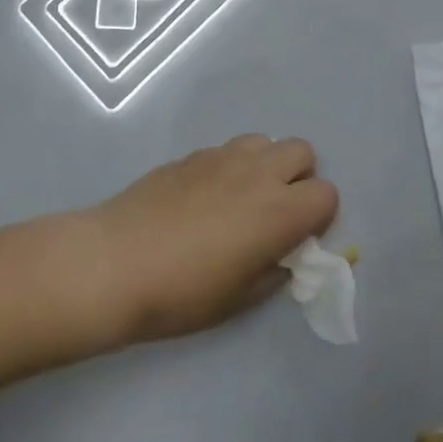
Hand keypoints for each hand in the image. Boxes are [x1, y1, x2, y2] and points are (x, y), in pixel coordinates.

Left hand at [88, 135, 338, 343]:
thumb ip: (275, 270)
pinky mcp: (191, 154)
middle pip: (302, 152)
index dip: (319, 217)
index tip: (297, 238)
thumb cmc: (182, 293)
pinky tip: (203, 197)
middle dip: (299, 179)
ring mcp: (222, 157)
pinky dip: (230, 167)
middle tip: (274, 212)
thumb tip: (283, 255)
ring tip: (241, 198)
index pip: (328, 194)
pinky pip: (227, 150)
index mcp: (280, 211)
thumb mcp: (240, 299)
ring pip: (264, 142)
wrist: (114, 263)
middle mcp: (258, 173)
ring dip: (265, 166)